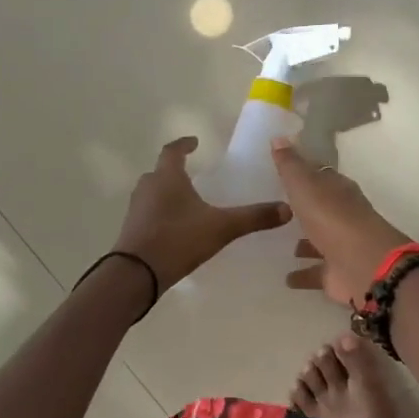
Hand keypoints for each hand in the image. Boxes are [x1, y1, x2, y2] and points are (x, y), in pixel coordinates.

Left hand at [113, 136, 291, 290]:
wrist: (134, 275)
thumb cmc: (177, 240)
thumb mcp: (221, 228)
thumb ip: (253, 217)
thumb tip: (287, 208)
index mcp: (167, 177)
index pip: (172, 151)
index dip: (184, 144)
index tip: (194, 142)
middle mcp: (148, 188)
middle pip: (159, 171)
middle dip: (175, 170)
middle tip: (191, 173)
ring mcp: (136, 209)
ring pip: (151, 192)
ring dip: (166, 192)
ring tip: (185, 200)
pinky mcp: (131, 230)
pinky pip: (147, 213)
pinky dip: (160, 213)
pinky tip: (174, 227)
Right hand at [269, 137, 410, 306]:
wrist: (364, 265)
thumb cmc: (333, 218)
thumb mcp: (306, 185)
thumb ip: (291, 165)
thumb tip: (278, 136)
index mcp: (338, 190)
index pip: (320, 176)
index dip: (304, 172)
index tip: (284, 172)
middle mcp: (342, 215)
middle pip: (320, 208)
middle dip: (304, 209)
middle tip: (279, 209)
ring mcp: (342, 246)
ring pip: (319, 241)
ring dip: (305, 242)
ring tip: (282, 244)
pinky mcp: (338, 275)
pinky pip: (316, 272)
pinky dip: (303, 274)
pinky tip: (286, 278)